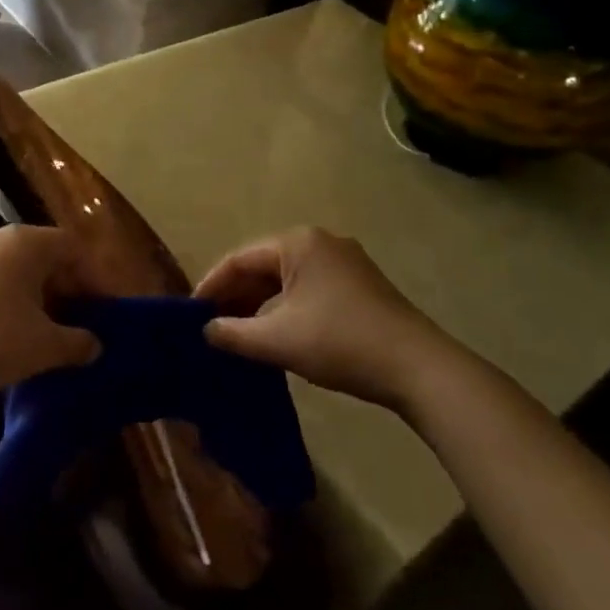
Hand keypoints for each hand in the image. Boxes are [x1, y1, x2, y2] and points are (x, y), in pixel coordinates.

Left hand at [0, 225, 100, 401]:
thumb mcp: (44, 347)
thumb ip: (79, 343)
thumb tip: (95, 345)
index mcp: (26, 243)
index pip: (74, 248)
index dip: (96, 279)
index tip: (105, 313)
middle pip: (47, 256)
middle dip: (69, 290)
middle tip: (81, 325)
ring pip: (21, 271)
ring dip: (42, 299)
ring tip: (50, 334)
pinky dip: (15, 302)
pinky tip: (15, 335)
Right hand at [194, 227, 444, 409]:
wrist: (417, 367)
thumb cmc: (339, 342)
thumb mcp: (277, 340)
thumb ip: (233, 333)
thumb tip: (206, 330)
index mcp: (298, 243)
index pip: (240, 259)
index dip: (211, 285)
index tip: (191, 313)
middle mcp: (321, 242)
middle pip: (264, 266)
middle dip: (236, 296)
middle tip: (211, 326)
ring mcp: (345, 262)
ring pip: (287, 279)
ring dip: (261, 305)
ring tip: (238, 333)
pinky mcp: (360, 285)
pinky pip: (309, 289)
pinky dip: (286, 308)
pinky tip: (276, 334)